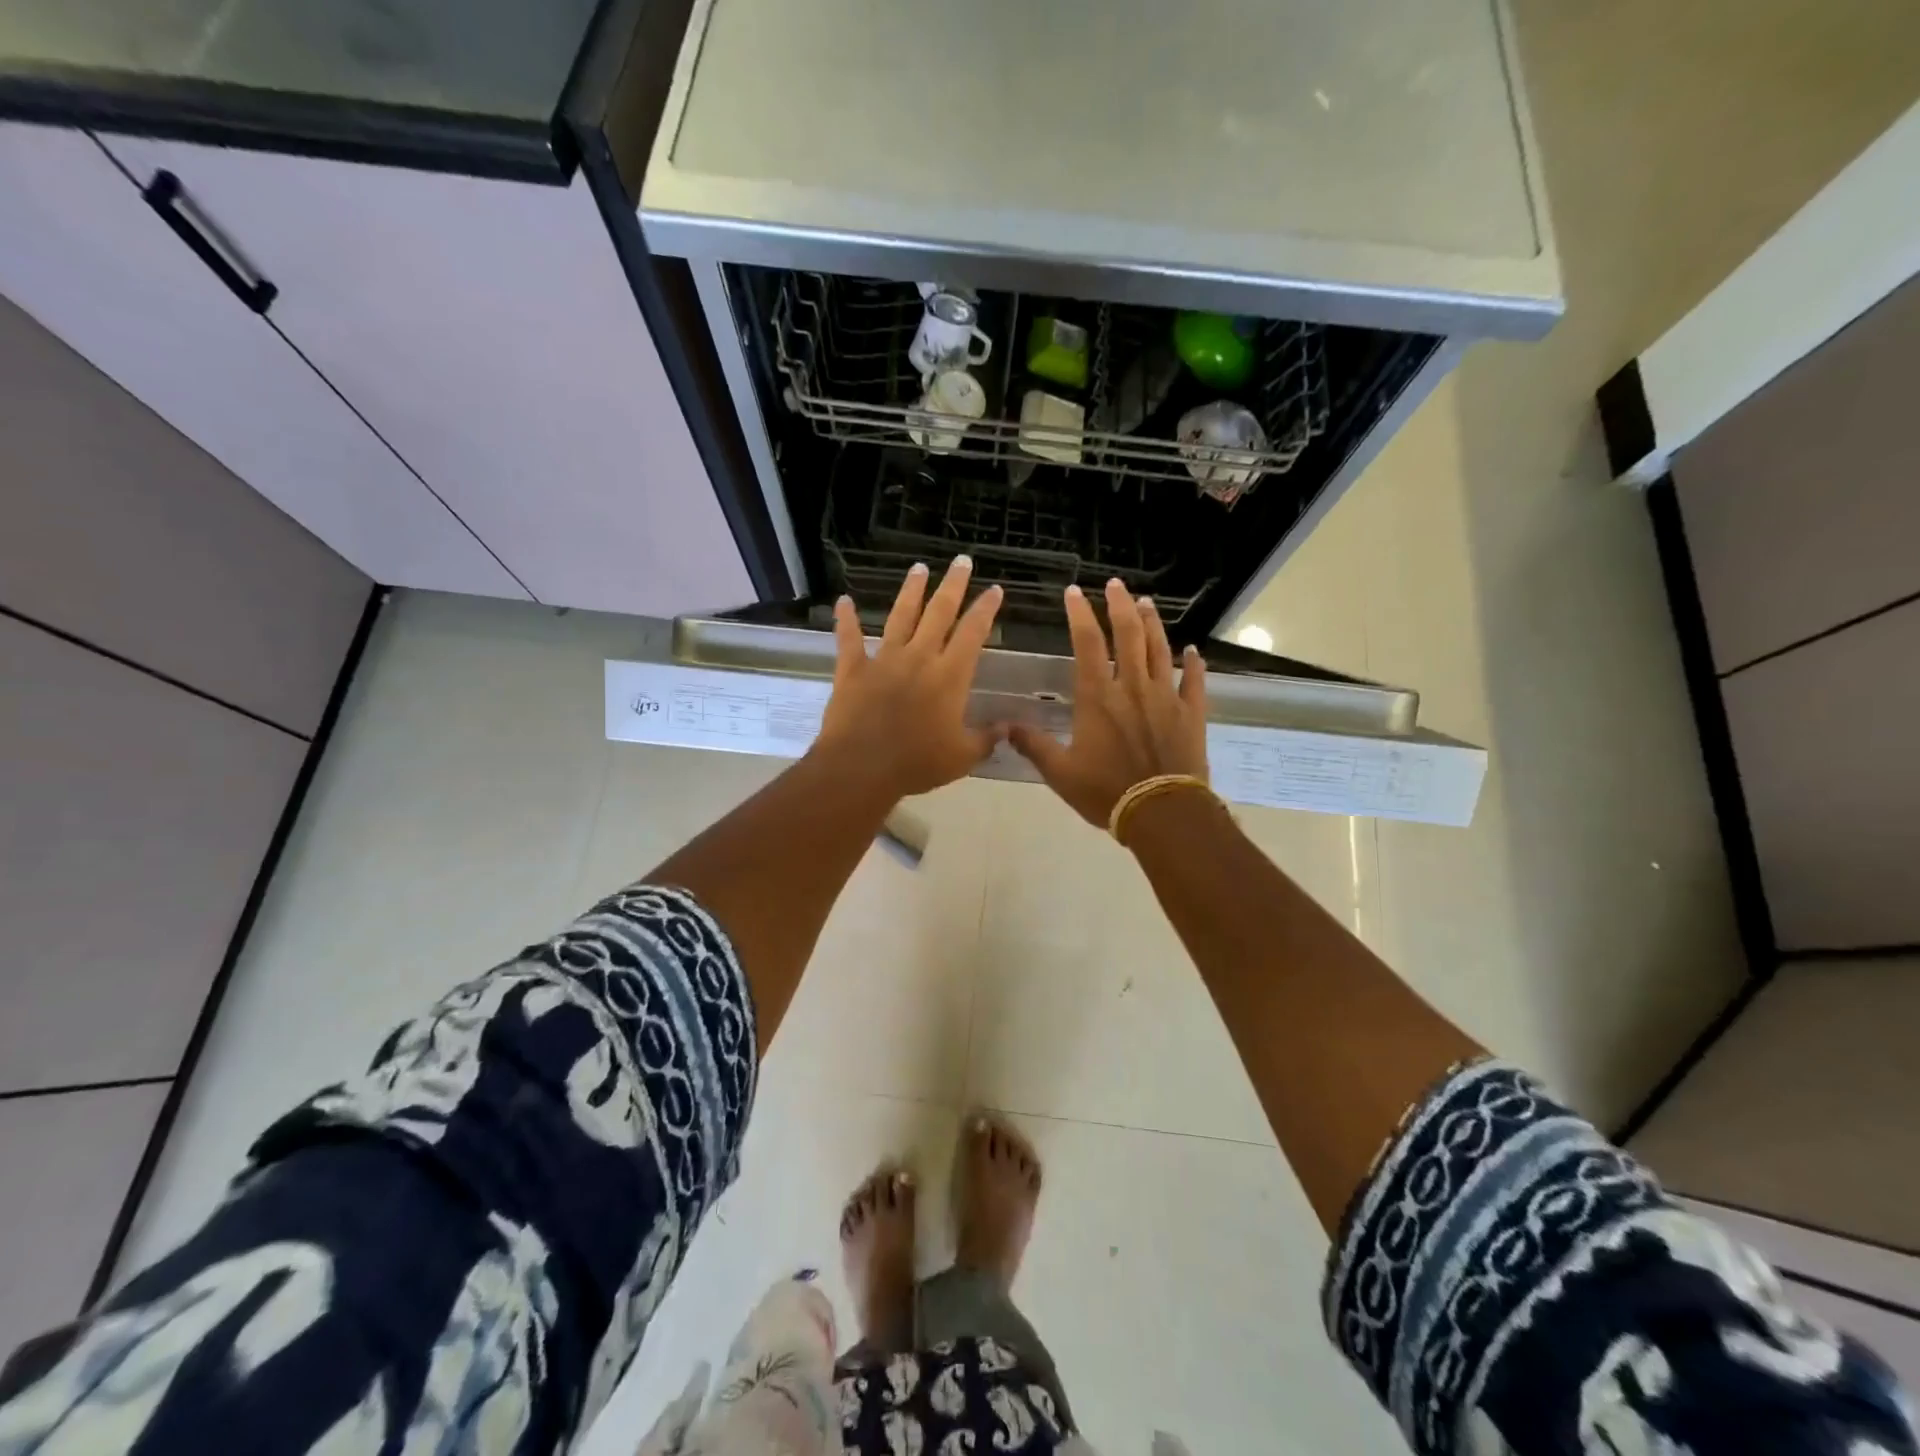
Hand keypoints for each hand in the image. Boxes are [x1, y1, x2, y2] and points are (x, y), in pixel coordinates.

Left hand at [814, 557, 1003, 798]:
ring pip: (900, 616)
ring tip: (919, 568)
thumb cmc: (917, 763)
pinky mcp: (853, 669)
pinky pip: (848, 638)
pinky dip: (845, 619)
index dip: (985, 609)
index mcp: (949, 676)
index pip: (973, 633)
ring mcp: (884, 659)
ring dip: (911, 591)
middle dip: (953, 585)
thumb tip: (1008, 728)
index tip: (994, 589)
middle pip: (939, 612)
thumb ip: (986, 739)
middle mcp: (919, 657)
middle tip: (961, 561)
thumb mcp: (962, 757)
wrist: (862, 767)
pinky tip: (843, 601)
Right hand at [1007, 579, 1208, 825]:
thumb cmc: (1106, 791)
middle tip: (1116, 584)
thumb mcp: (1060, 773)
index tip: (1074, 592)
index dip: (1080, 614)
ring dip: (1153, 623)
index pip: (1087, 644)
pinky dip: (1194, 663)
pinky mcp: (1191, 713)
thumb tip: (1005, 728)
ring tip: (1147, 602)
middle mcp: (1133, 687)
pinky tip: (1193, 650)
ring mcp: (1166, 697)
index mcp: (1098, 697)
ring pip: (1160, 650)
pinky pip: (1195, 680)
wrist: (1162, 812)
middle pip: (1129, 635)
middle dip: (1121, 605)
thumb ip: (1034, 746)